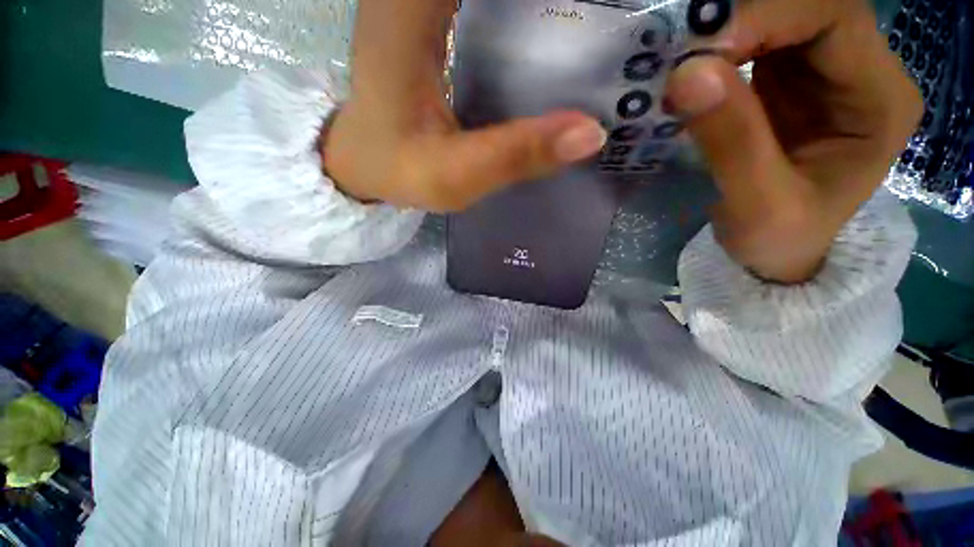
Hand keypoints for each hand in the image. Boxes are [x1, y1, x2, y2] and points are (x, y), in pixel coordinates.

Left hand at [322, 0, 606, 211]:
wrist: (365, 161)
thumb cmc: (400, 169)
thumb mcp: (455, 175)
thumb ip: (515, 156)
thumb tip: (593, 134)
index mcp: (410, 13)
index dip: (539, 4)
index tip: (579, 17)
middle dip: (542, 9)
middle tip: (587, 27)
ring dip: (531, 11)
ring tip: (568, 30)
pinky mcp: (424, 13)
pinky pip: (476, 3)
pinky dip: (509, 14)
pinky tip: (535, 32)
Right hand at [664, 0, 921, 283]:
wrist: (778, 253)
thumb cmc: (779, 240)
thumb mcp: (757, 207)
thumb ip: (731, 143)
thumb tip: (688, 74)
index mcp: (880, 101)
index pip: (834, 17)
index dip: (768, 16)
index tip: (699, 56)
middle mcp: (863, 73)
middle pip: (806, 8)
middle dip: (742, 22)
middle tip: (683, 61)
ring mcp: (826, 73)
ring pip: (780, 19)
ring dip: (727, 35)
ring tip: (683, 72)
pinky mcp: (791, 82)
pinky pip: (757, 43)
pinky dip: (721, 51)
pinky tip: (695, 78)